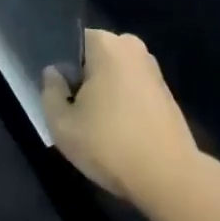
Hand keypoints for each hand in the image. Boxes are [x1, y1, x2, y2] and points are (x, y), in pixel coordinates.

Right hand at [43, 30, 198, 207]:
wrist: (169, 177)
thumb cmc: (110, 145)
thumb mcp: (62, 125)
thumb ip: (50, 92)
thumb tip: (54, 73)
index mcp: (107, 44)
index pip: (72, 43)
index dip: (61, 68)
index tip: (58, 94)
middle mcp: (132, 46)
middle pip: (94, 58)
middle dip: (82, 80)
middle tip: (72, 113)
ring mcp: (152, 68)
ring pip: (114, 74)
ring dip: (103, 93)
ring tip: (94, 126)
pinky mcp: (165, 91)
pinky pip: (132, 88)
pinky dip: (122, 103)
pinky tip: (117, 132)